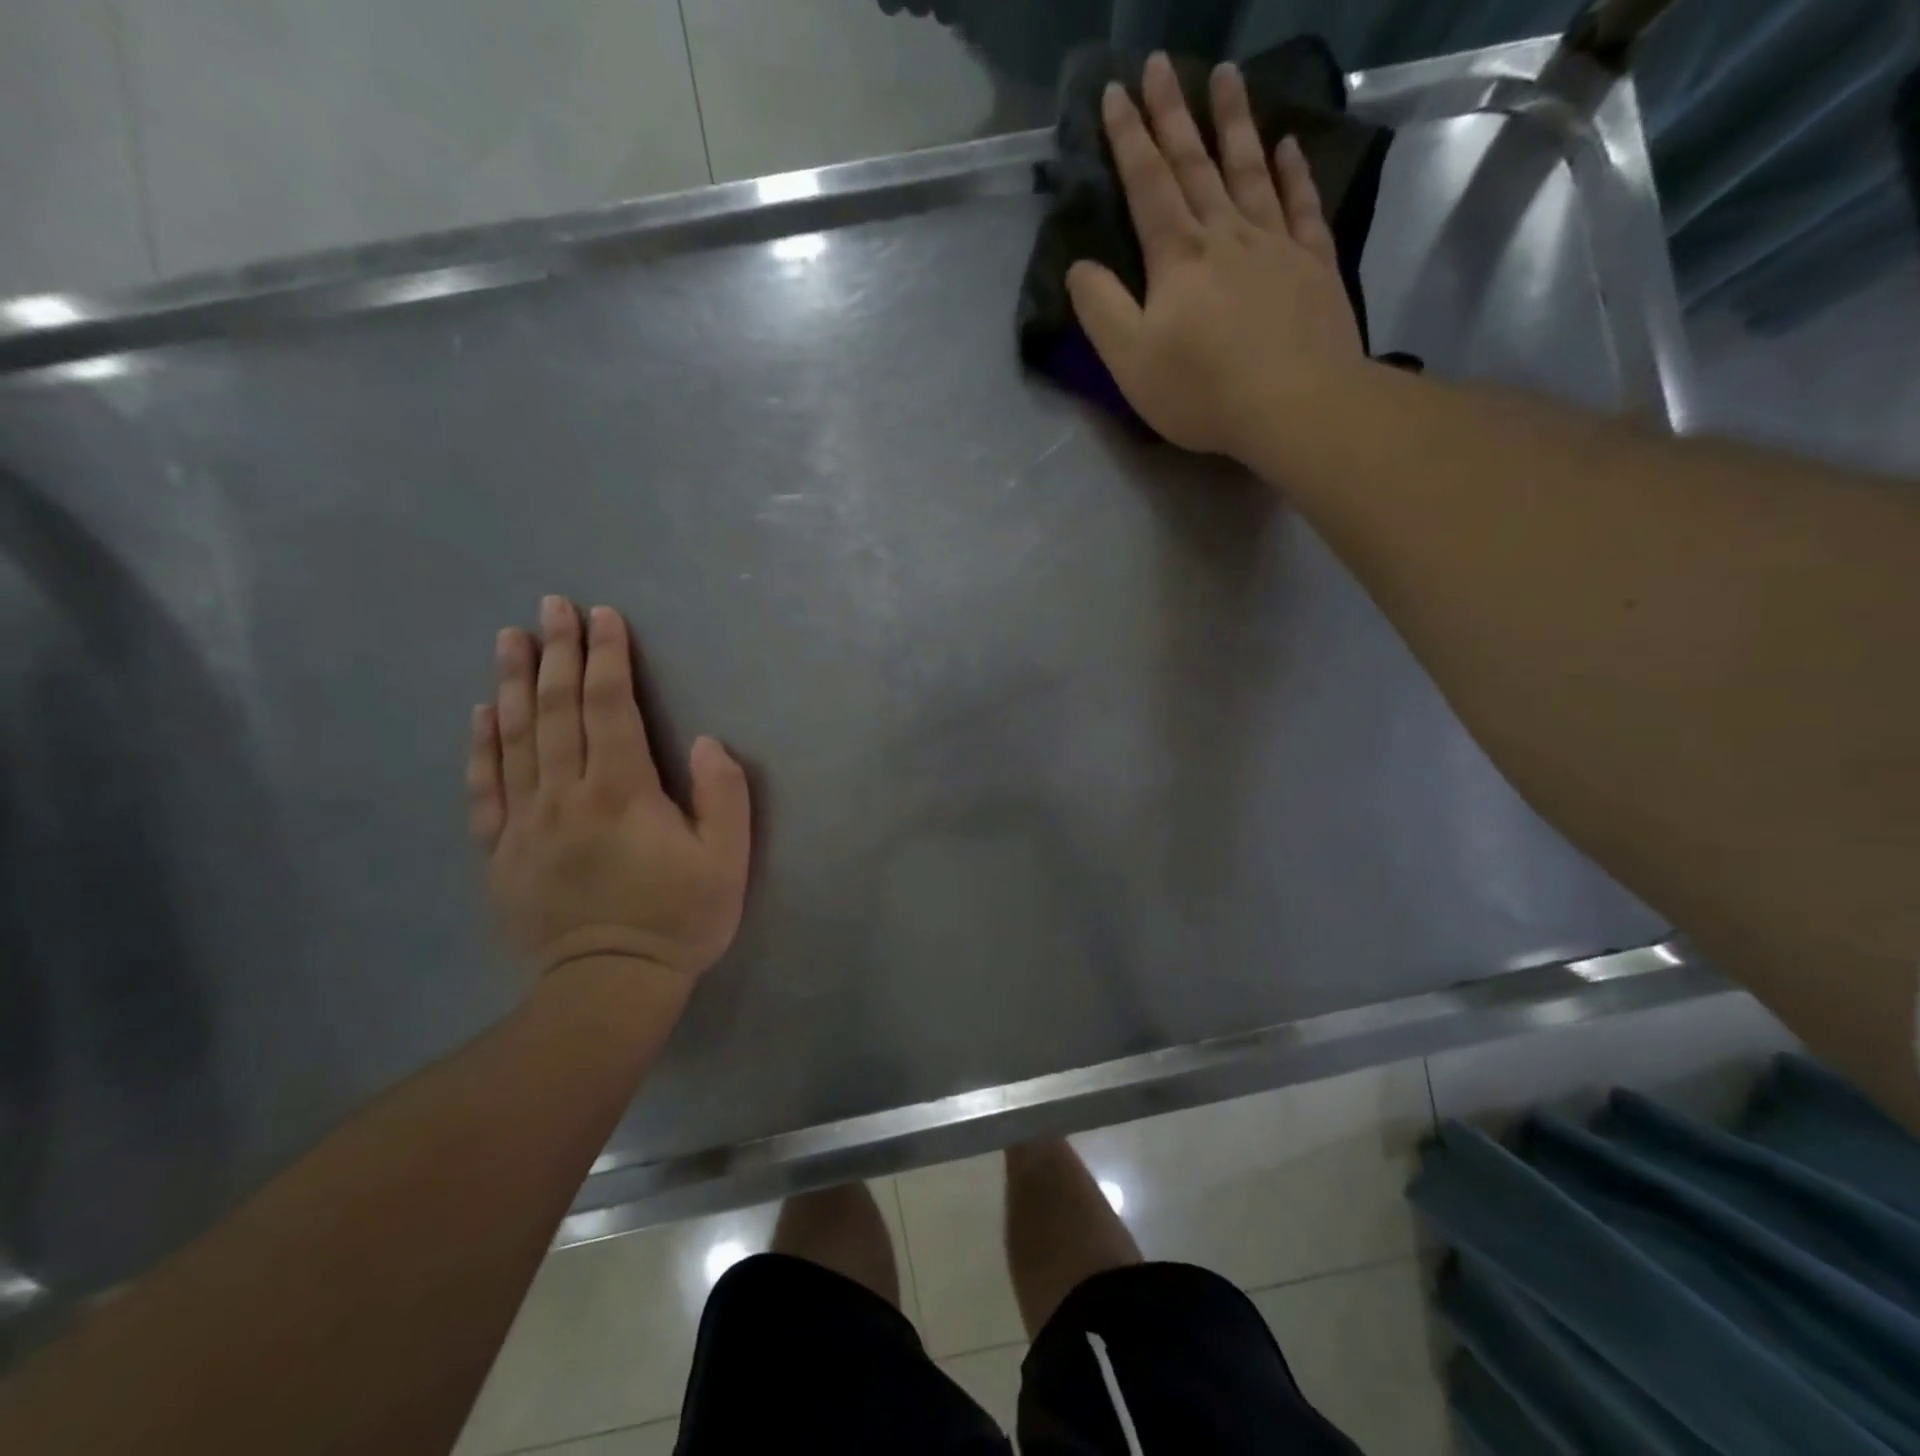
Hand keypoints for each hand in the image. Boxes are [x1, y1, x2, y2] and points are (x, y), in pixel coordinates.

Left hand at [468, 598, 750, 985]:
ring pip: (514, 738)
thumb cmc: (679, 919)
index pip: (609, 707)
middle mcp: (565, 794)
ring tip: (511, 638)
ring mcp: (525, 822)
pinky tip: (480, 712)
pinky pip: (485, 788)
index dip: (607, 657)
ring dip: (512, 683)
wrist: (609, 987)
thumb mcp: (727, 860)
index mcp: (622, 792)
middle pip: (555, 710)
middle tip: (552, 606)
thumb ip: (723, 794)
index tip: (603, 616)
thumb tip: (705, 740)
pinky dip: (481, 745)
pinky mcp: (501, 851)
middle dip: (556, 652)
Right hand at [1067, 53, 1365, 458]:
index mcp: (1177, 257)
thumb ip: (1101, 310)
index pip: (1147, 185)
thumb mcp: (1131, 361)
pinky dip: (1294, 172)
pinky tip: (1287, 146)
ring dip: (1235, 122)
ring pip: (1250, 170)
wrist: (1295, 404)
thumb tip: (1079, 268)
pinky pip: (1303, 205)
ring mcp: (1276, 245)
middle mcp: (1226, 235)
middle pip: (1196, 164)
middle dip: (1173, 113)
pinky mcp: (1314, 265)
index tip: (1116, 92)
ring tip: (1227, 75)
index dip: (1128, 138)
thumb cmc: (1203, 390)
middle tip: (1161, 63)